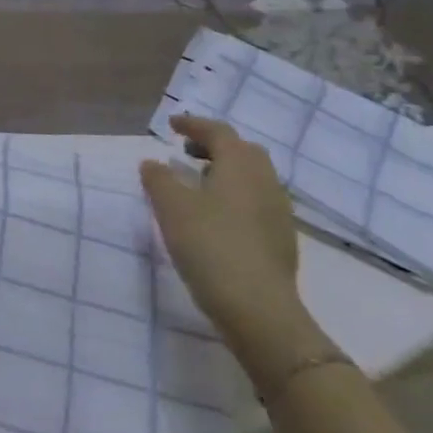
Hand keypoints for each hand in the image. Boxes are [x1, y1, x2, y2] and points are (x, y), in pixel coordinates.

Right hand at [140, 115, 333, 386]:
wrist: (257, 308)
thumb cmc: (210, 246)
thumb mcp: (171, 208)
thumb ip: (159, 179)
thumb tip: (152, 163)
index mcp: (241, 167)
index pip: (219, 133)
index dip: (194, 125)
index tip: (171, 125)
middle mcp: (265, 182)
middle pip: (243, 151)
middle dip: (215, 146)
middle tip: (185, 151)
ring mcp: (278, 212)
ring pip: (252, 178)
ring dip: (225, 171)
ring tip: (197, 182)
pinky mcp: (280, 239)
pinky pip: (255, 201)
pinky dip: (234, 195)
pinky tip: (215, 215)